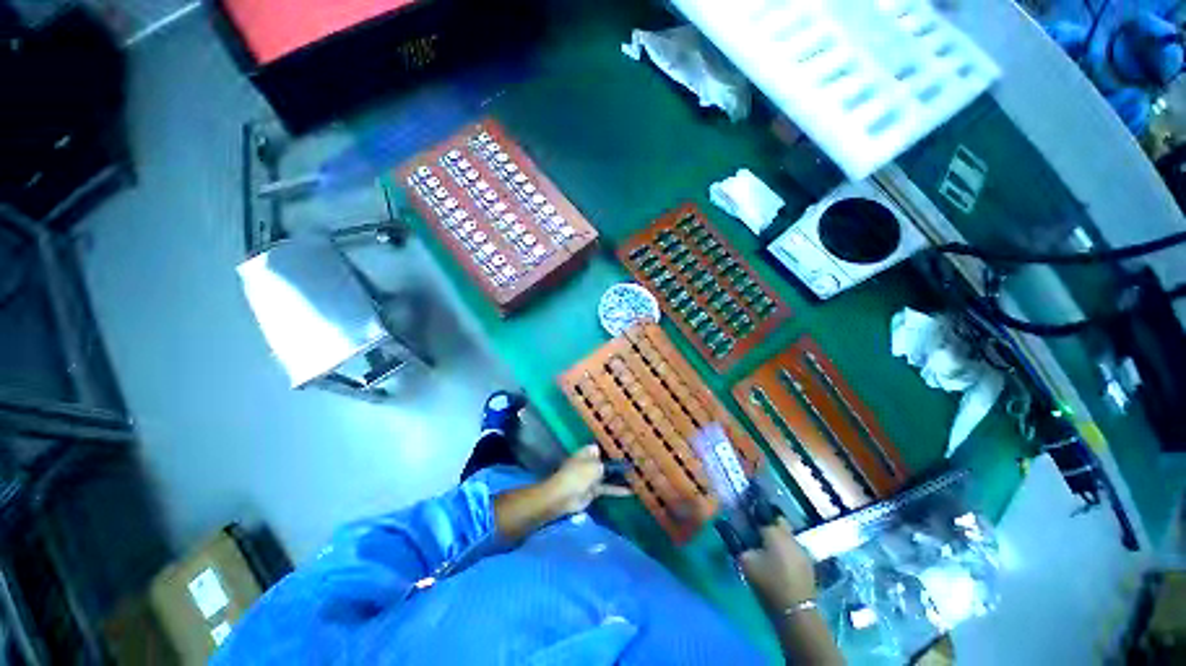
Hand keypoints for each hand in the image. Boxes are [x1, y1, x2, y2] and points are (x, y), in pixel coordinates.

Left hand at [543, 445, 632, 515]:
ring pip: (608, 475)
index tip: (628, 449)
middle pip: (607, 461)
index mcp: (588, 452)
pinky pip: (607, 488)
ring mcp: (591, 477)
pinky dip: (617, 490)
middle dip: (619, 463)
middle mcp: (590, 462)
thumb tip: (621, 463)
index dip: (614, 448)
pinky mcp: (593, 490)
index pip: (603, 447)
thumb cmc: (578, 475)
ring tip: (636, 477)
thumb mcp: (596, 467)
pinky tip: (630, 492)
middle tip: (636, 463)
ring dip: (620, 477)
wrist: (564, 496)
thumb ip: (610, 465)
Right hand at [739, 519, 817, 612]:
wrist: (796, 611)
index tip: (745, 516)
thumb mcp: (745, 561)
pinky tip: (778, 560)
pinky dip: (786, 550)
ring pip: (787, 535)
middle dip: (768, 523)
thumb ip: (738, 542)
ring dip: (778, 537)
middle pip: (778, 521)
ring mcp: (802, 550)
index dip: (754, 513)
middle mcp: (790, 535)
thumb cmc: (769, 582)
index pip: (763, 513)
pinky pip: (793, 548)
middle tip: (755, 531)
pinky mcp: (808, 564)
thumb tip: (735, 532)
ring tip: (766, 547)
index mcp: (774, 531)